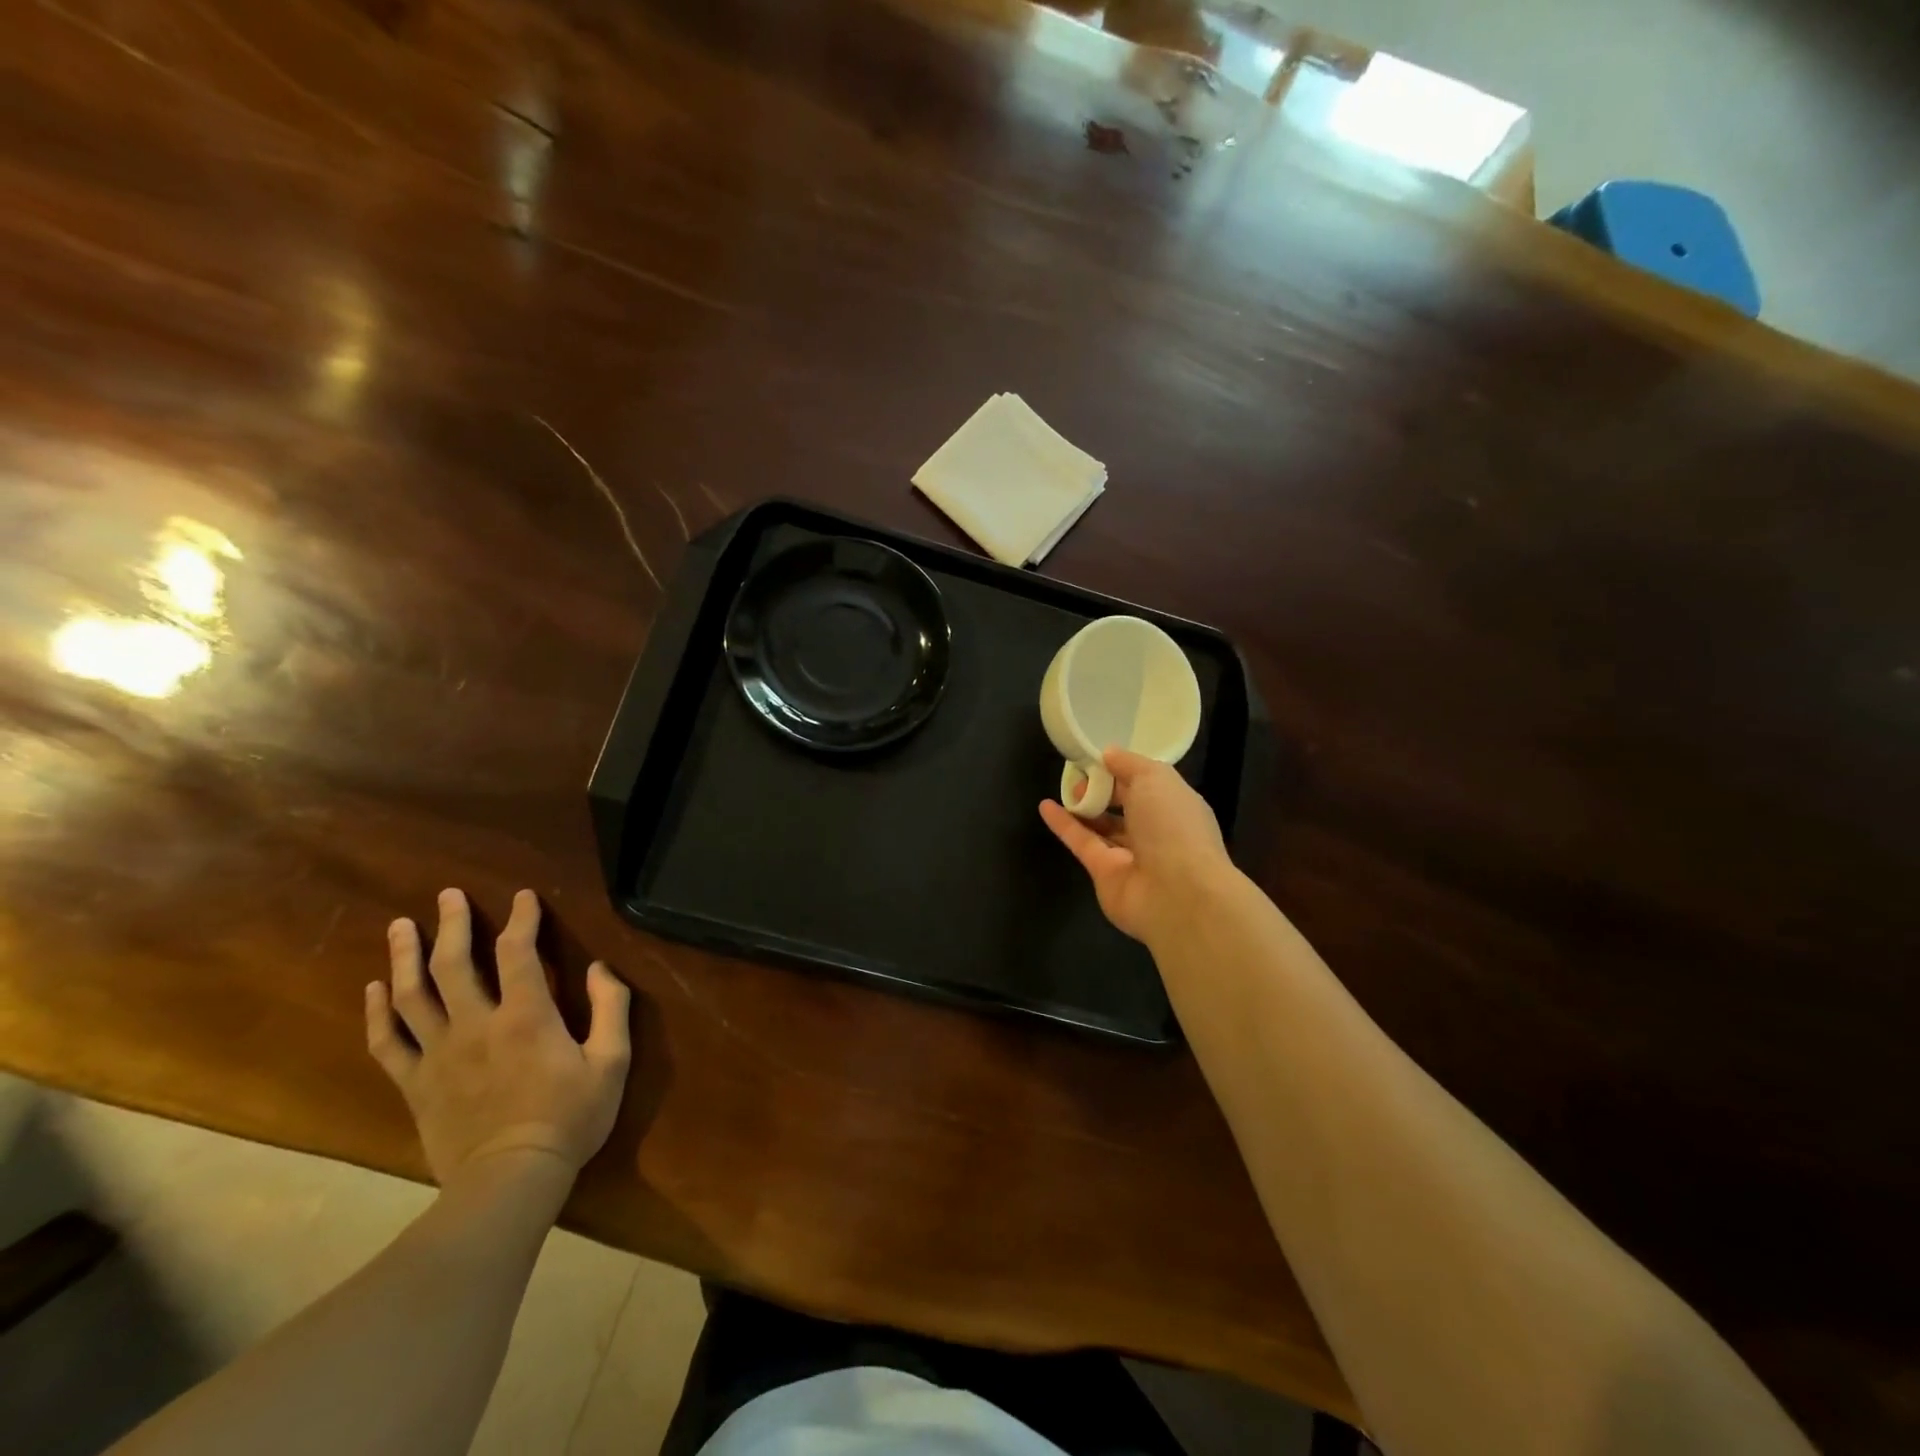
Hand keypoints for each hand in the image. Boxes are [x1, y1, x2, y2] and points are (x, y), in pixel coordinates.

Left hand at [366, 888, 630, 1192]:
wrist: (510, 1180)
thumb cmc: (570, 1118)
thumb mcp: (611, 1062)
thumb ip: (611, 1008)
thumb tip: (600, 968)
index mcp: (526, 1016)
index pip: (518, 951)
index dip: (522, 918)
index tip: (524, 896)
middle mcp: (475, 1025)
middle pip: (453, 964)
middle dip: (450, 924)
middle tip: (447, 896)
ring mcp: (438, 1055)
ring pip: (412, 996)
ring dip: (404, 957)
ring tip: (400, 927)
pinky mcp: (416, 1084)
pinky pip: (388, 1042)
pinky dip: (378, 1013)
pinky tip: (375, 990)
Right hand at [1040, 748, 1234, 945]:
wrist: (1176, 894)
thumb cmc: (1173, 826)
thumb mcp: (1156, 778)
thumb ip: (1130, 763)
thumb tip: (1108, 753)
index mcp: (1176, 806)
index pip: (1148, 784)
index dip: (1123, 770)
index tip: (1098, 757)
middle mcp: (1156, 831)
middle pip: (1124, 805)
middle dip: (1102, 788)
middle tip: (1079, 773)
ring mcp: (1130, 855)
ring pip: (1103, 826)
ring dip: (1083, 806)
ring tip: (1065, 788)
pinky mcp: (1104, 874)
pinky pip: (1082, 843)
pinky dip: (1064, 825)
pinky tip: (1045, 806)